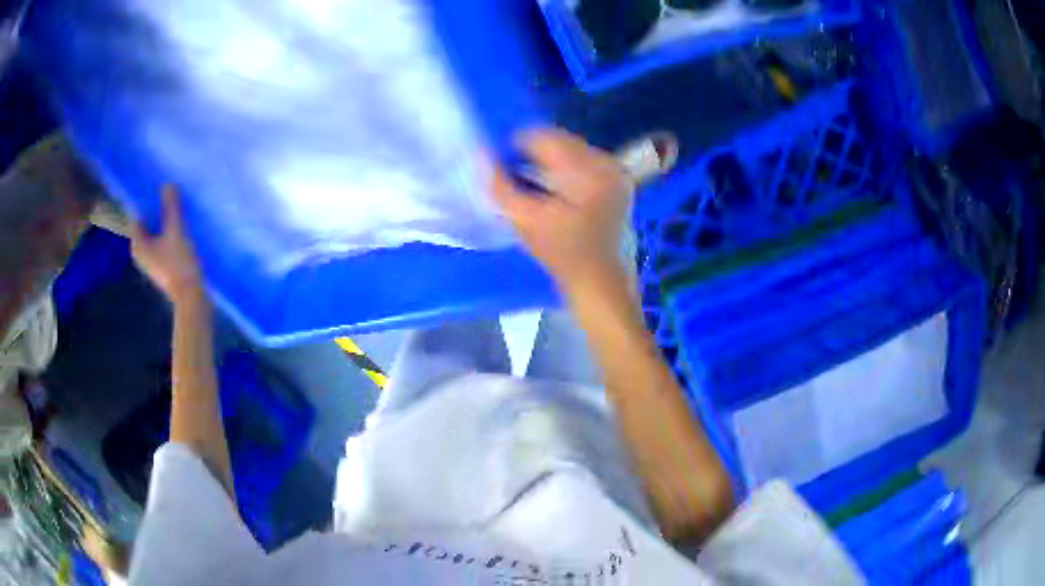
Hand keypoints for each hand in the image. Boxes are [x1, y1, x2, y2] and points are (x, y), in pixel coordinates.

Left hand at [131, 186, 203, 304]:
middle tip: (168, 193)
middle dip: (156, 210)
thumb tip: (168, 183)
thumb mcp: (176, 231)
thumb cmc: (178, 263)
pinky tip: (180, 226)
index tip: (157, 187)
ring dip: (164, 221)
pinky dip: (168, 233)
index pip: (137, 215)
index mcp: (138, 244)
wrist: (191, 296)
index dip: (146, 201)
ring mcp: (152, 260)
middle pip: (146, 224)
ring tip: (176, 207)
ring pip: (155, 233)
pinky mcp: (163, 265)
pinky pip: (162, 242)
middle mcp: (141, 252)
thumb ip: (171, 207)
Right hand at [490, 128, 632, 288]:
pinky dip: (564, 169)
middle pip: (559, 140)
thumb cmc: (561, 254)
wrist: (599, 280)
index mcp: (588, 171)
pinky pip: (583, 160)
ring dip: (548, 160)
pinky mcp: (618, 180)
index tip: (502, 166)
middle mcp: (606, 163)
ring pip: (570, 149)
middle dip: (533, 153)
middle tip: (516, 177)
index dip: (516, 146)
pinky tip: (554, 190)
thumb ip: (500, 186)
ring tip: (534, 184)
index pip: (543, 137)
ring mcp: (615, 171)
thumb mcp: (524, 222)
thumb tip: (482, 155)